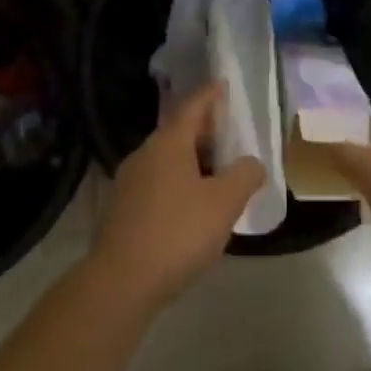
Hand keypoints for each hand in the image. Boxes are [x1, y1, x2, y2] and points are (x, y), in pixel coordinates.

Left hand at [92, 82, 264, 313]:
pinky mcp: (121, 212)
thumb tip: (251, 162)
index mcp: (168, 143)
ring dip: (192, 160)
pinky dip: (178, 183)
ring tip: (216, 172)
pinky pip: (157, 184)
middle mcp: (144, 154)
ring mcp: (128, 183)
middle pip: (178, 132)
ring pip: (166, 160)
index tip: (222, 84)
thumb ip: (244, 176)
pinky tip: (192, 206)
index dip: (210, 94)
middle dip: (204, 130)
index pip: (192, 106)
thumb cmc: (177, 234)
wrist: (118, 285)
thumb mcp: (224, 204)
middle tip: (229, 134)